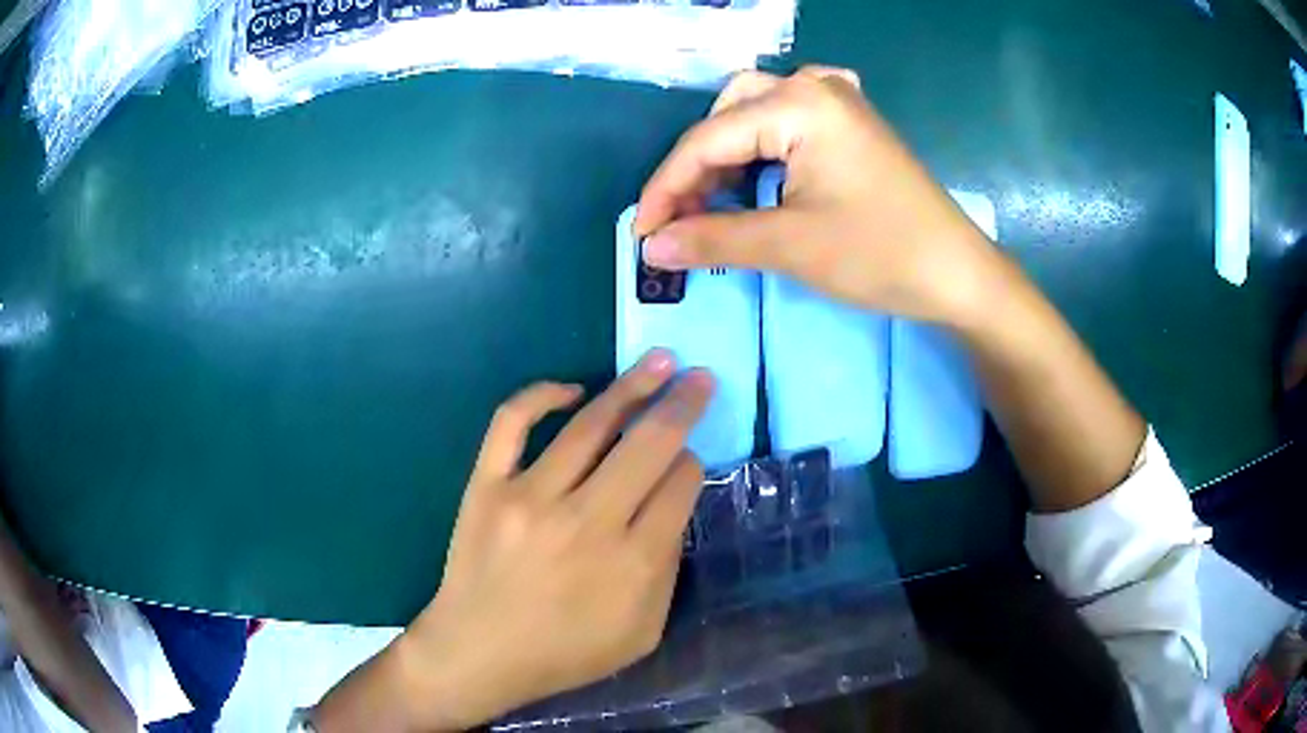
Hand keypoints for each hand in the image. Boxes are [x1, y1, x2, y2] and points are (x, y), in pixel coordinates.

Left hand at [390, 351, 712, 729]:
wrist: (479, 653)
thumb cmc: (565, 652)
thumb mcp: (642, 632)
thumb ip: (668, 570)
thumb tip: (671, 505)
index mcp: (633, 562)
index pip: (679, 484)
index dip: (693, 462)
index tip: (687, 460)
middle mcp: (587, 520)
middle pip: (649, 444)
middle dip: (683, 404)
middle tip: (700, 377)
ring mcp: (531, 497)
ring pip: (591, 425)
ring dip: (632, 386)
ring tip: (659, 361)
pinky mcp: (487, 485)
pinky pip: (512, 423)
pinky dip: (542, 395)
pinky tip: (573, 389)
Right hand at [635, 66, 1004, 326]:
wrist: (958, 274)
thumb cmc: (881, 254)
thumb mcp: (790, 246)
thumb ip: (711, 238)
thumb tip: (650, 247)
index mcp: (798, 104)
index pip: (707, 139)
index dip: (666, 187)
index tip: (643, 233)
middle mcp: (814, 86)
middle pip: (726, 115)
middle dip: (697, 167)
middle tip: (685, 217)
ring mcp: (838, 100)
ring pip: (753, 113)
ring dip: (727, 156)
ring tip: (717, 203)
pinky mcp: (850, 123)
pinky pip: (787, 120)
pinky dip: (761, 148)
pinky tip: (761, 173)